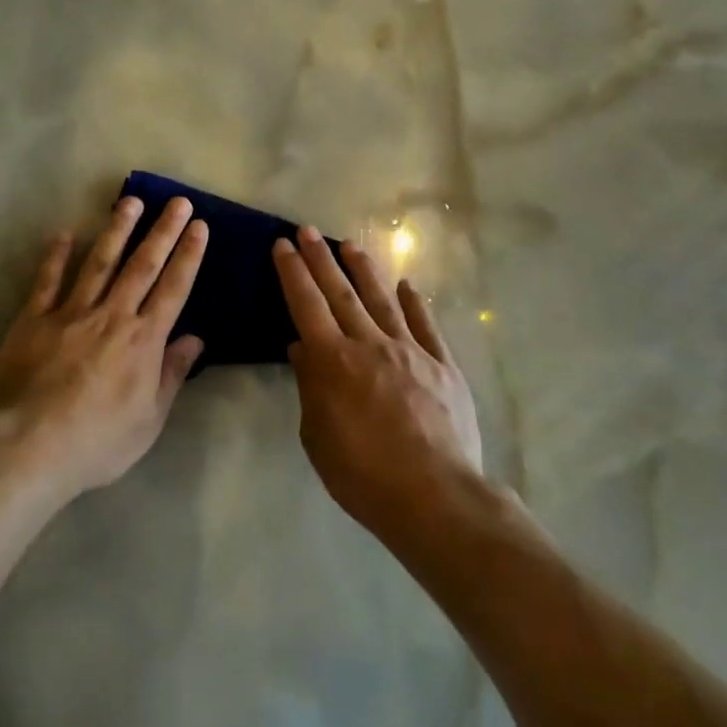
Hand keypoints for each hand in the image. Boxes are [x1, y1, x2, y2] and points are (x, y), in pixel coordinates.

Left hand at [0, 195, 208, 499]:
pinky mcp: (35, 319)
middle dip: (163, 231)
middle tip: (177, 202)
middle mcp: (112, 316)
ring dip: (116, 230)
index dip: (188, 255)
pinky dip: (55, 256)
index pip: (173, 289)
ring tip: (131, 200)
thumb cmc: (96, 442)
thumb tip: (196, 339)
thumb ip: (171, 374)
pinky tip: (63, 233)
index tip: (199, 227)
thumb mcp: (148, 420)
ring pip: (99, 262)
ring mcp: (71, 312)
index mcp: (143, 341)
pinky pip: (47, 280)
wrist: (28, 446)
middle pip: (142, 266)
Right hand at [274, 227, 482, 535]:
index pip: (306, 305)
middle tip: (307, 231)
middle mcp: (369, 344)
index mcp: (333, 361)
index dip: (293, 273)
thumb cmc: (363, 474)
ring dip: (364, 270)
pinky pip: (426, 326)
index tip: (283, 245)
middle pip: (341, 293)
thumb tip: (302, 348)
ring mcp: (410, 350)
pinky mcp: (442, 365)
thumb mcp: (318, 437)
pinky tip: (407, 285)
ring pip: (382, 300)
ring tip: (351, 245)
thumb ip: (310, 387)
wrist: (434, 496)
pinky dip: (415, 303)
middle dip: (321, 259)